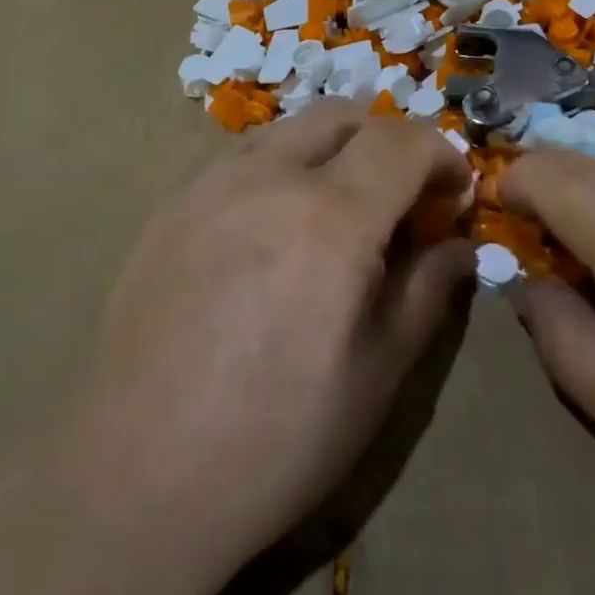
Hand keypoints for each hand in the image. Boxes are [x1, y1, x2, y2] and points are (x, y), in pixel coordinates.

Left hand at [63, 103, 473, 585]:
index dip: (443, 158)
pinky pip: (241, 160)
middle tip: (399, 202)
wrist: (137, 479)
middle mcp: (267, 177)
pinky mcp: (169, 208)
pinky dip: (280, 170)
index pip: (404, 140)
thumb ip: (427, 289)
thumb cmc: (277, 438)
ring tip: (336, 215)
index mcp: (330, 216)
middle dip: (388, 142)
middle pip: (344, 116)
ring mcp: (208, 185)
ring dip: (332, 151)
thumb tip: (457, 245)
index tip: (453, 199)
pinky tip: (273, 234)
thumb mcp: (378, 372)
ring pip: (288, 130)